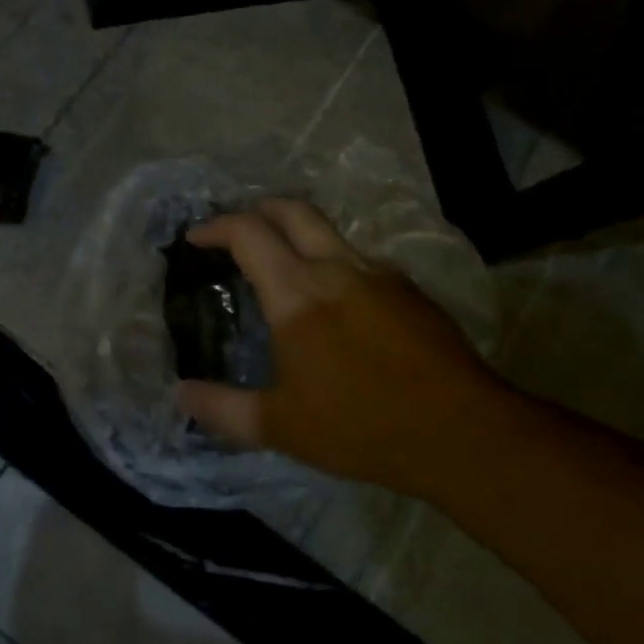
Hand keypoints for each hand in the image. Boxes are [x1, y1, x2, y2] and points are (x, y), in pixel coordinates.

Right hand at [178, 199, 522, 500]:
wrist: (464, 434)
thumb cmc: (360, 426)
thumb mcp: (280, 427)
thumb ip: (222, 408)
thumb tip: (179, 395)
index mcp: (297, 293)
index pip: (248, 233)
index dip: (216, 227)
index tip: (195, 238)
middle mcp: (338, 269)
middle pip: (293, 211)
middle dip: (259, 210)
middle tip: (237, 229)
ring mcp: (380, 276)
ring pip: (331, 233)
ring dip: (298, 236)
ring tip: (282, 266)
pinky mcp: (411, 293)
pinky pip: (361, 261)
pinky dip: (333, 263)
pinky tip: (334, 303)